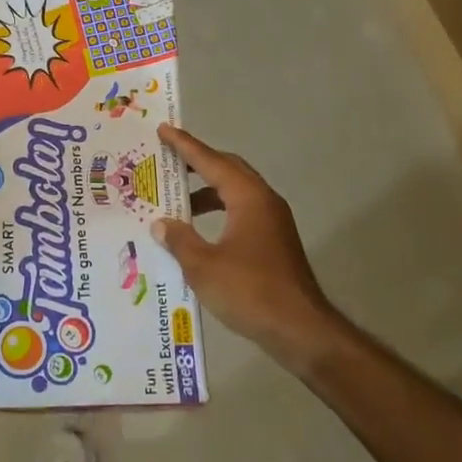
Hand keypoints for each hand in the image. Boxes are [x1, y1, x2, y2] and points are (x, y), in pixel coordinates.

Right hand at [153, 124, 339, 371]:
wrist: (301, 330)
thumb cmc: (250, 292)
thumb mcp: (203, 266)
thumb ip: (179, 239)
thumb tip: (161, 223)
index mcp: (248, 198)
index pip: (211, 162)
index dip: (185, 146)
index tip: (165, 130)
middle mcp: (264, 201)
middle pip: (228, 170)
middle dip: (198, 163)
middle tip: (168, 161)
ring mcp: (273, 222)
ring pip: (235, 193)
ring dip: (207, 192)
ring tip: (176, 201)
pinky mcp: (274, 243)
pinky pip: (241, 212)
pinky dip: (218, 212)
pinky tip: (199, 232)